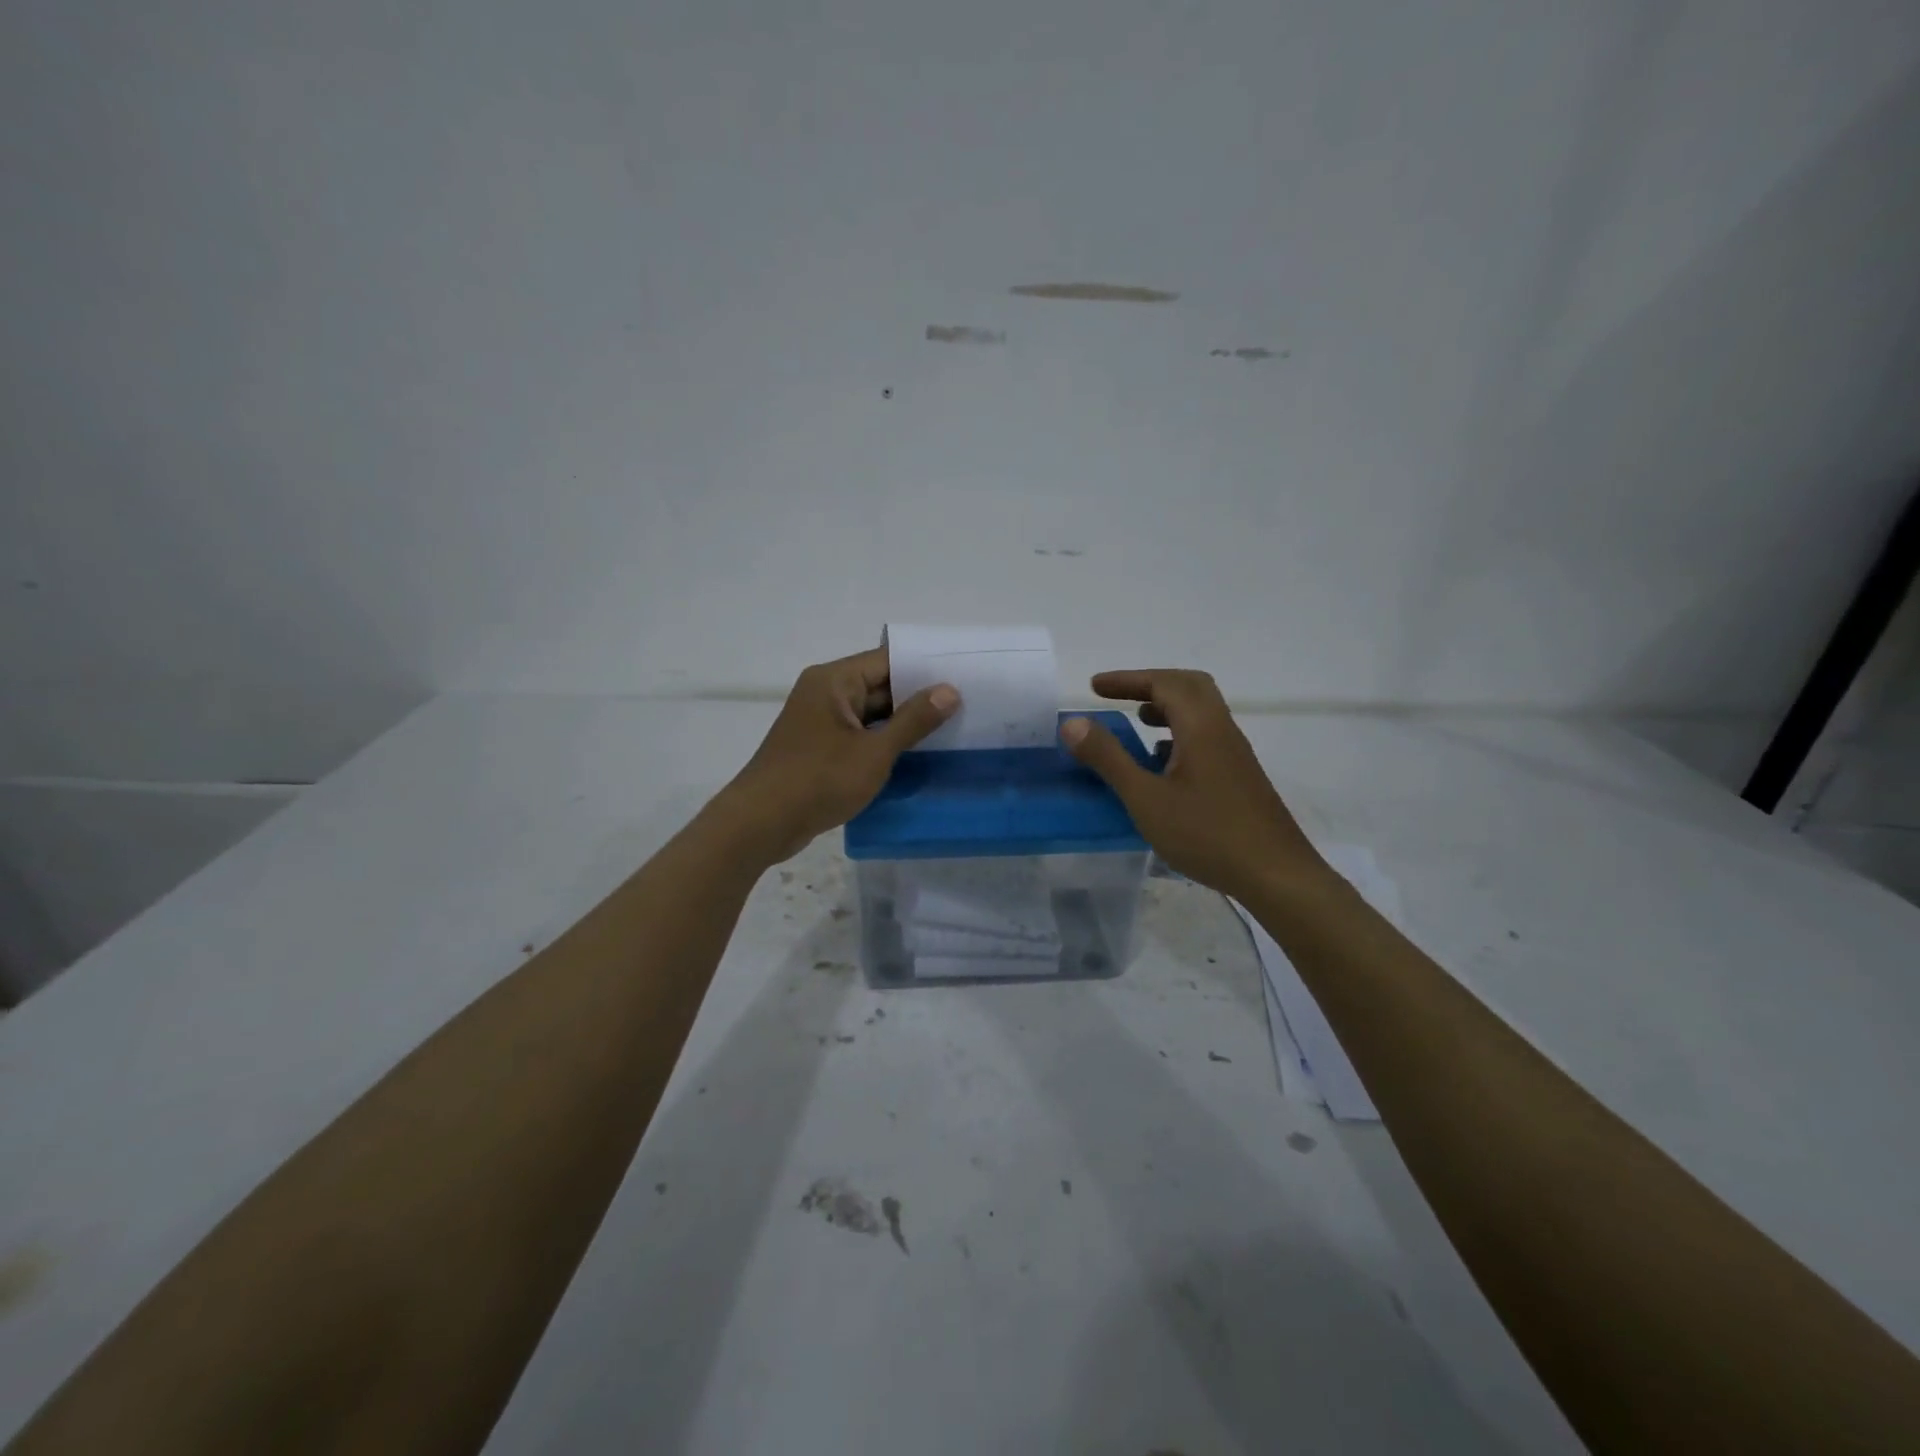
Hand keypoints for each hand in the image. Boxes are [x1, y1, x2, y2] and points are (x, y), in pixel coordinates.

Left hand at [713, 647, 958, 864]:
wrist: (761, 823)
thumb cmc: (819, 780)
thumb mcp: (874, 751)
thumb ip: (913, 720)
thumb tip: (949, 690)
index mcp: (834, 681)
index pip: (888, 661)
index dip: (925, 668)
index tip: (964, 677)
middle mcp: (825, 692)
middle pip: (880, 686)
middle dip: (918, 698)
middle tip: (966, 706)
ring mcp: (819, 721)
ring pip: (871, 713)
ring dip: (902, 723)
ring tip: (950, 730)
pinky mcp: (818, 747)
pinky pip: (858, 735)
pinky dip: (883, 742)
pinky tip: (915, 755)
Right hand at [1061, 669, 1329, 902]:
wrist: (1276, 875)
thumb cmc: (1207, 834)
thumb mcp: (1146, 798)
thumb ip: (1108, 758)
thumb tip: (1073, 722)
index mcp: (1201, 727)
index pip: (1164, 682)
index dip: (1127, 679)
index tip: (1094, 687)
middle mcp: (1222, 731)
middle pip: (1188, 687)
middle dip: (1149, 685)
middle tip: (1117, 697)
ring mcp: (1234, 755)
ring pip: (1200, 714)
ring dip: (1165, 709)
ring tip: (1135, 725)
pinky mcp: (1239, 777)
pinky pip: (1205, 738)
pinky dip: (1177, 735)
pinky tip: (1161, 765)